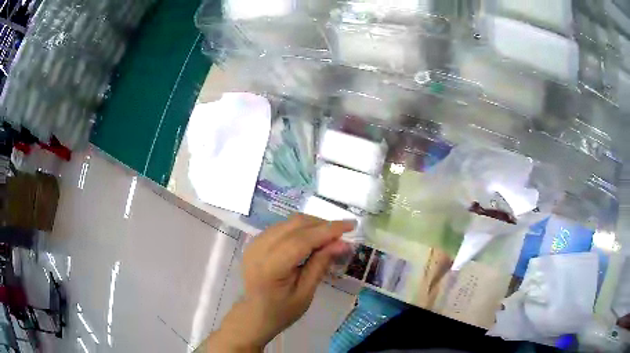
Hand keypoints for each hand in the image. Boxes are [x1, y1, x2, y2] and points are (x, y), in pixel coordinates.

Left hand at [204, 214, 354, 351]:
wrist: (254, 314)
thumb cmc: (282, 311)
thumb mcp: (306, 293)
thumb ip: (320, 264)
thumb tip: (342, 242)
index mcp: (270, 266)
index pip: (302, 240)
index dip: (328, 230)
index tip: (351, 225)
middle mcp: (259, 248)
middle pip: (295, 224)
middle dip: (322, 224)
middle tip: (343, 234)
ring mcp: (254, 242)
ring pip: (289, 222)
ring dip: (312, 225)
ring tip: (330, 237)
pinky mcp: (255, 241)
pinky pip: (282, 227)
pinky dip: (301, 229)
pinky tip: (312, 239)